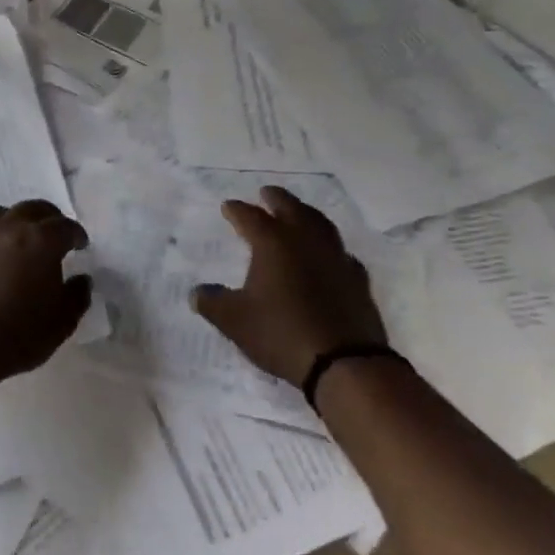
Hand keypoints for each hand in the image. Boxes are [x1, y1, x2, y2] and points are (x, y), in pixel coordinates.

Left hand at [0, 200, 92, 379]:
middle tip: (55, 235)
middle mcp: (9, 228)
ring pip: (2, 214)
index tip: (81, 245)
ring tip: (20, 239)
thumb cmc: (16, 335)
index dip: (76, 235)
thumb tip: (81, 279)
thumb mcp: (61, 323)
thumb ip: (76, 297)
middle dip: (49, 219)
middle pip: (34, 209)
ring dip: (17, 221)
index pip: (65, 227)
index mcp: (41, 241)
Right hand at [190, 186, 387, 388]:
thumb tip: (197, 293)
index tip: (227, 206)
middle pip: (290, 208)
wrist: (344, 362)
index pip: (250, 217)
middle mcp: (305, 241)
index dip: (236, 210)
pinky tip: (327, 254)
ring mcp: (335, 257)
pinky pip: (340, 251)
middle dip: (275, 199)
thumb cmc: (281, 333)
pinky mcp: (357, 278)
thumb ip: (212, 302)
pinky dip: (328, 246)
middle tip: (266, 193)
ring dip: (306, 213)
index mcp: (273, 244)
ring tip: (298, 213)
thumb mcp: (234, 321)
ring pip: (320, 223)